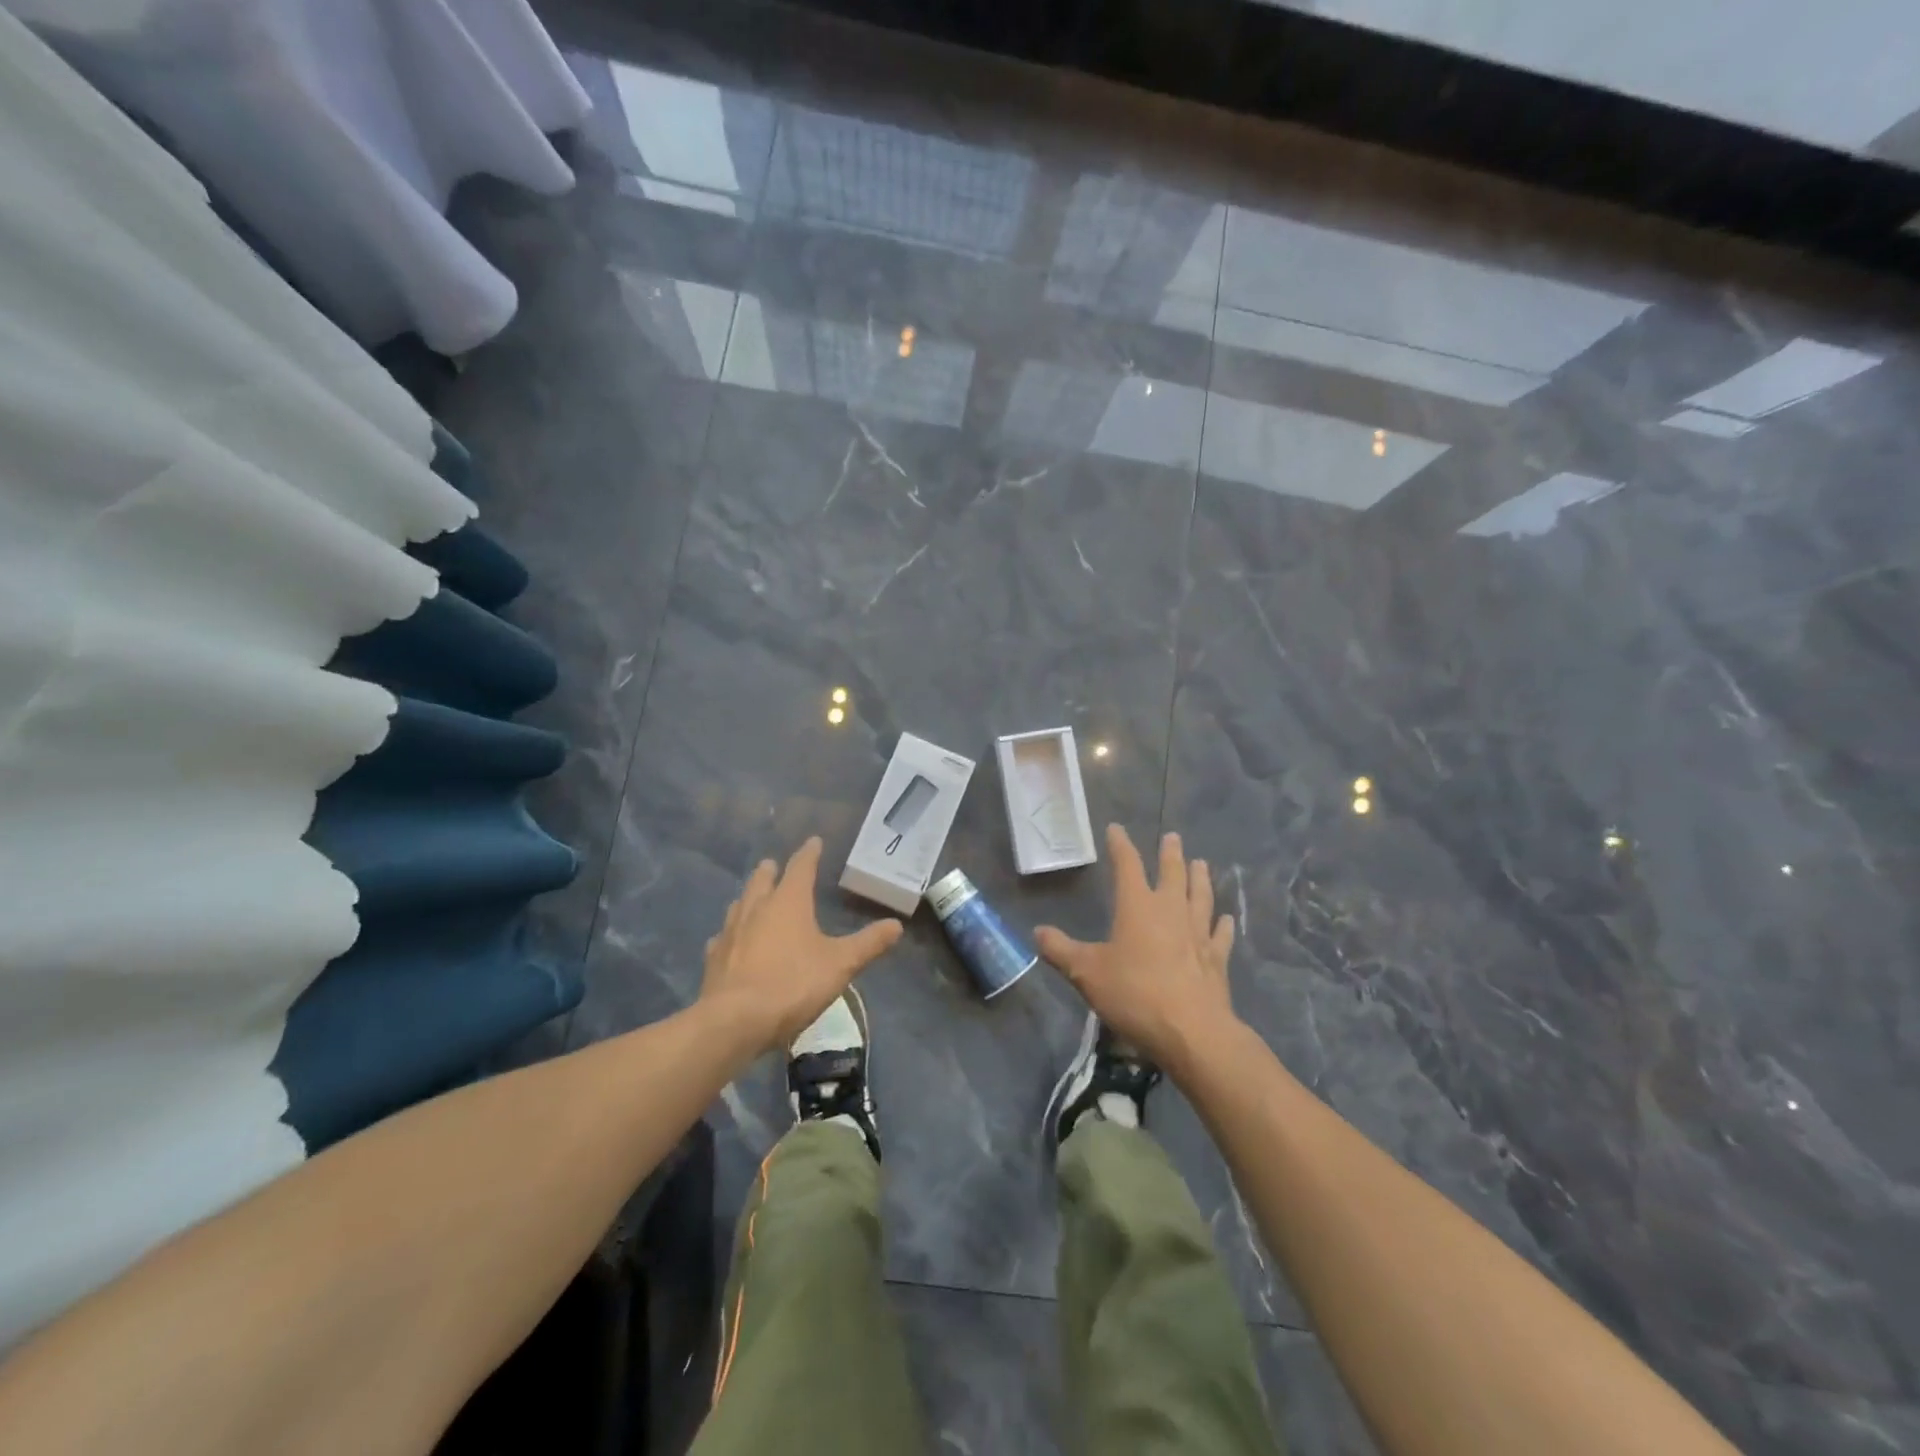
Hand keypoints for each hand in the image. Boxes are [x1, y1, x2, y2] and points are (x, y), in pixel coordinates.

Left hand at [701, 837, 903, 1052]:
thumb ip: (868, 943)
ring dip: (748, 897)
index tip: (813, 841)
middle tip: (774, 864)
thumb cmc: (792, 984)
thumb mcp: (840, 965)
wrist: (734, 1021)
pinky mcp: (714, 959)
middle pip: (762, 880)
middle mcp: (756, 908)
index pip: (801, 867)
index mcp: (789, 902)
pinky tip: (730, 941)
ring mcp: (731, 932)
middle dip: (771, 870)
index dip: (809, 853)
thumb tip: (896, 925)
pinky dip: (730, 933)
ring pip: (739, 904)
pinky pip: (722, 937)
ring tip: (754, 897)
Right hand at [1036, 825, 1237, 1072]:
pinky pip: (1220, 934)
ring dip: (1200, 879)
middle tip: (1173, 837)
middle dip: (1170, 854)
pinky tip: (1226, 919)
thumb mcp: (1087, 973)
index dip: (1121, 845)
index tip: (1116, 829)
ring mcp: (1198, 933)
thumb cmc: (1134, 994)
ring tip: (1201, 864)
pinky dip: (1222, 925)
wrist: (1192, 1031)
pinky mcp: (1216, 959)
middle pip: (1172, 874)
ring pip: (1200, 897)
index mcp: (1138, 906)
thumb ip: (1061, 951)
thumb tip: (1037, 932)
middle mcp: (1170, 911)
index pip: (1127, 865)